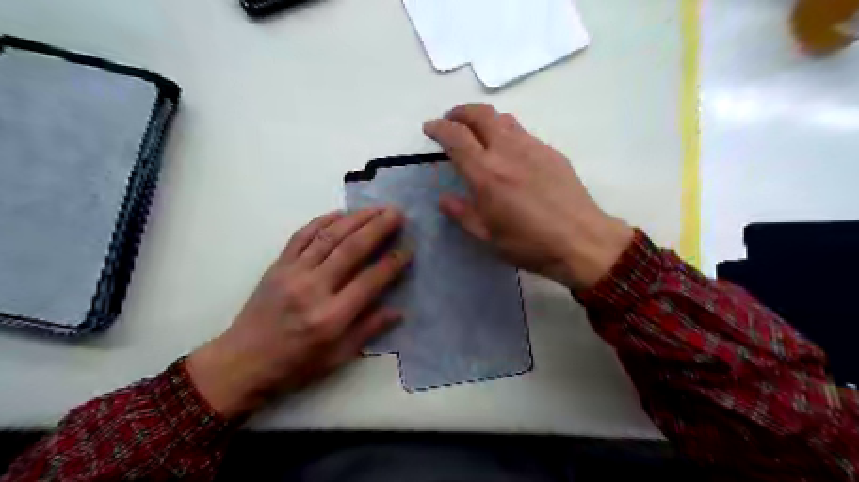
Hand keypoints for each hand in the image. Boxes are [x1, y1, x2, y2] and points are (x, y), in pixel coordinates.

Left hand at [189, 208, 409, 420]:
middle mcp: (313, 289)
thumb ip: (369, 330)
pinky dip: (322, 220)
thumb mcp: (338, 357)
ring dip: (356, 218)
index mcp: (332, 316)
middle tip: (398, 213)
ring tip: (376, 208)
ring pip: (329, 236)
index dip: (393, 262)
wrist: (241, 363)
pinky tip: (340, 213)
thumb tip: (399, 310)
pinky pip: (302, 235)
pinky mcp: (277, 265)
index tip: (409, 248)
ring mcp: (293, 273)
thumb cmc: (295, 366)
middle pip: (352, 249)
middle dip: (379, 227)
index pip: (371, 280)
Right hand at [425, 103, 632, 289]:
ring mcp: (532, 147)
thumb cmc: (529, 244)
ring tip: (477, 131)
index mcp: (486, 173)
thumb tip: (444, 198)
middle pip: (480, 114)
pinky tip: (508, 151)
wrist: (581, 241)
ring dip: (484, 118)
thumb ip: (462, 213)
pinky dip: (506, 132)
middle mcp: (507, 151)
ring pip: (503, 118)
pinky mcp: (551, 152)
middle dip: (460, 112)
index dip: (438, 128)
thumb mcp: (487, 236)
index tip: (429, 128)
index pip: (456, 137)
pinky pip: (523, 132)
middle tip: (451, 120)